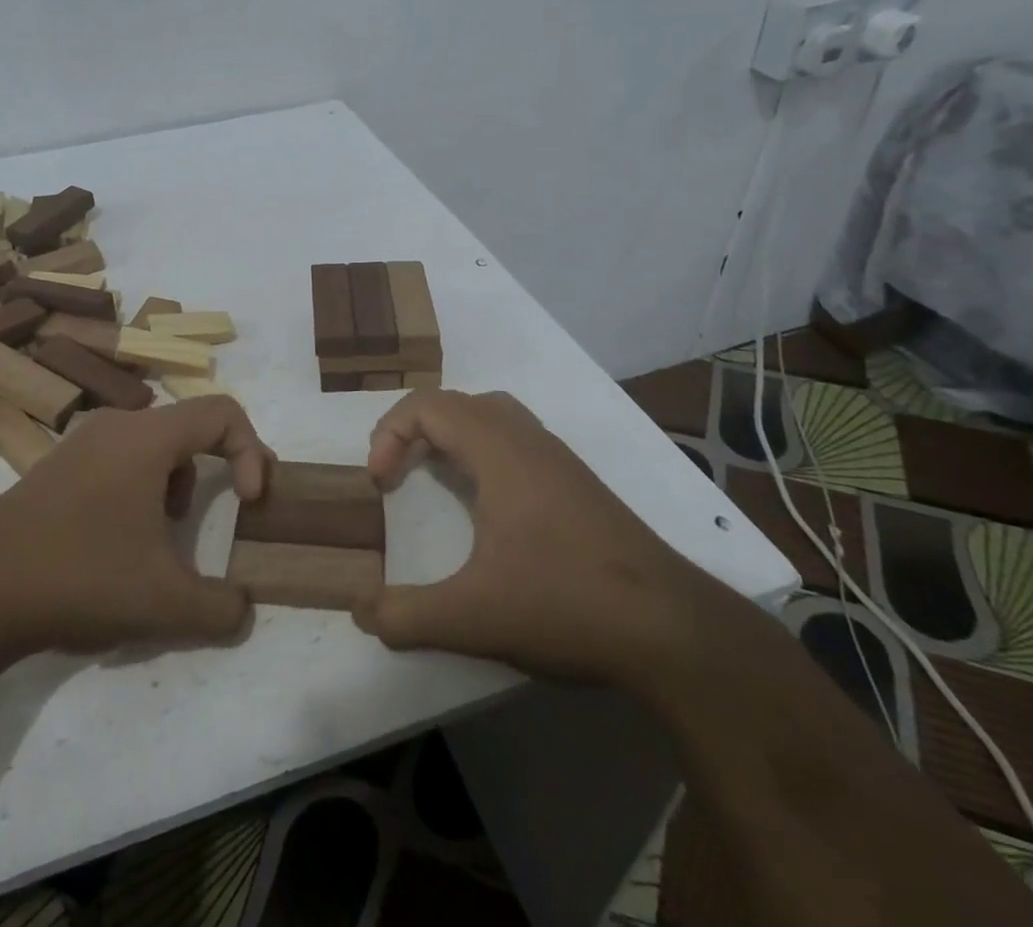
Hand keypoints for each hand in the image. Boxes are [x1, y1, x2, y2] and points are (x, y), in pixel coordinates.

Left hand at [0, 397, 274, 659]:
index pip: (223, 413)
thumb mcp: (163, 603)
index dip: (252, 451)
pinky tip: (119, 540)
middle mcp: (116, 425)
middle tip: (217, 515)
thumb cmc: (79, 578)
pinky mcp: (58, 465)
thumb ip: (220, 608)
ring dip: (176, 482)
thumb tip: (243, 609)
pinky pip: (120, 458)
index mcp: (147, 437)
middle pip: (189, 426)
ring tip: (163, 536)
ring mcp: (81, 442)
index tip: (248, 503)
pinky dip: (140, 488)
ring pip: (153, 444)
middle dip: (215, 470)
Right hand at [354, 390, 706, 683]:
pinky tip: (487, 506)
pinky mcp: (578, 484)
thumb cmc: (565, 604)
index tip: (380, 485)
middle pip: (456, 403)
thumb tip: (360, 611)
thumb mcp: (473, 617)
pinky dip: (482, 453)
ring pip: (491, 416)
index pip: (427, 405)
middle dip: (414, 430)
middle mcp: (527, 440)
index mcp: (498, 450)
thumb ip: (406, 614)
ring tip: (434, 477)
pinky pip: (515, 440)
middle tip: (396, 474)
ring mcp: (558, 459)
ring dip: (451, 436)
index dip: (389, 434)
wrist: (672, 630)